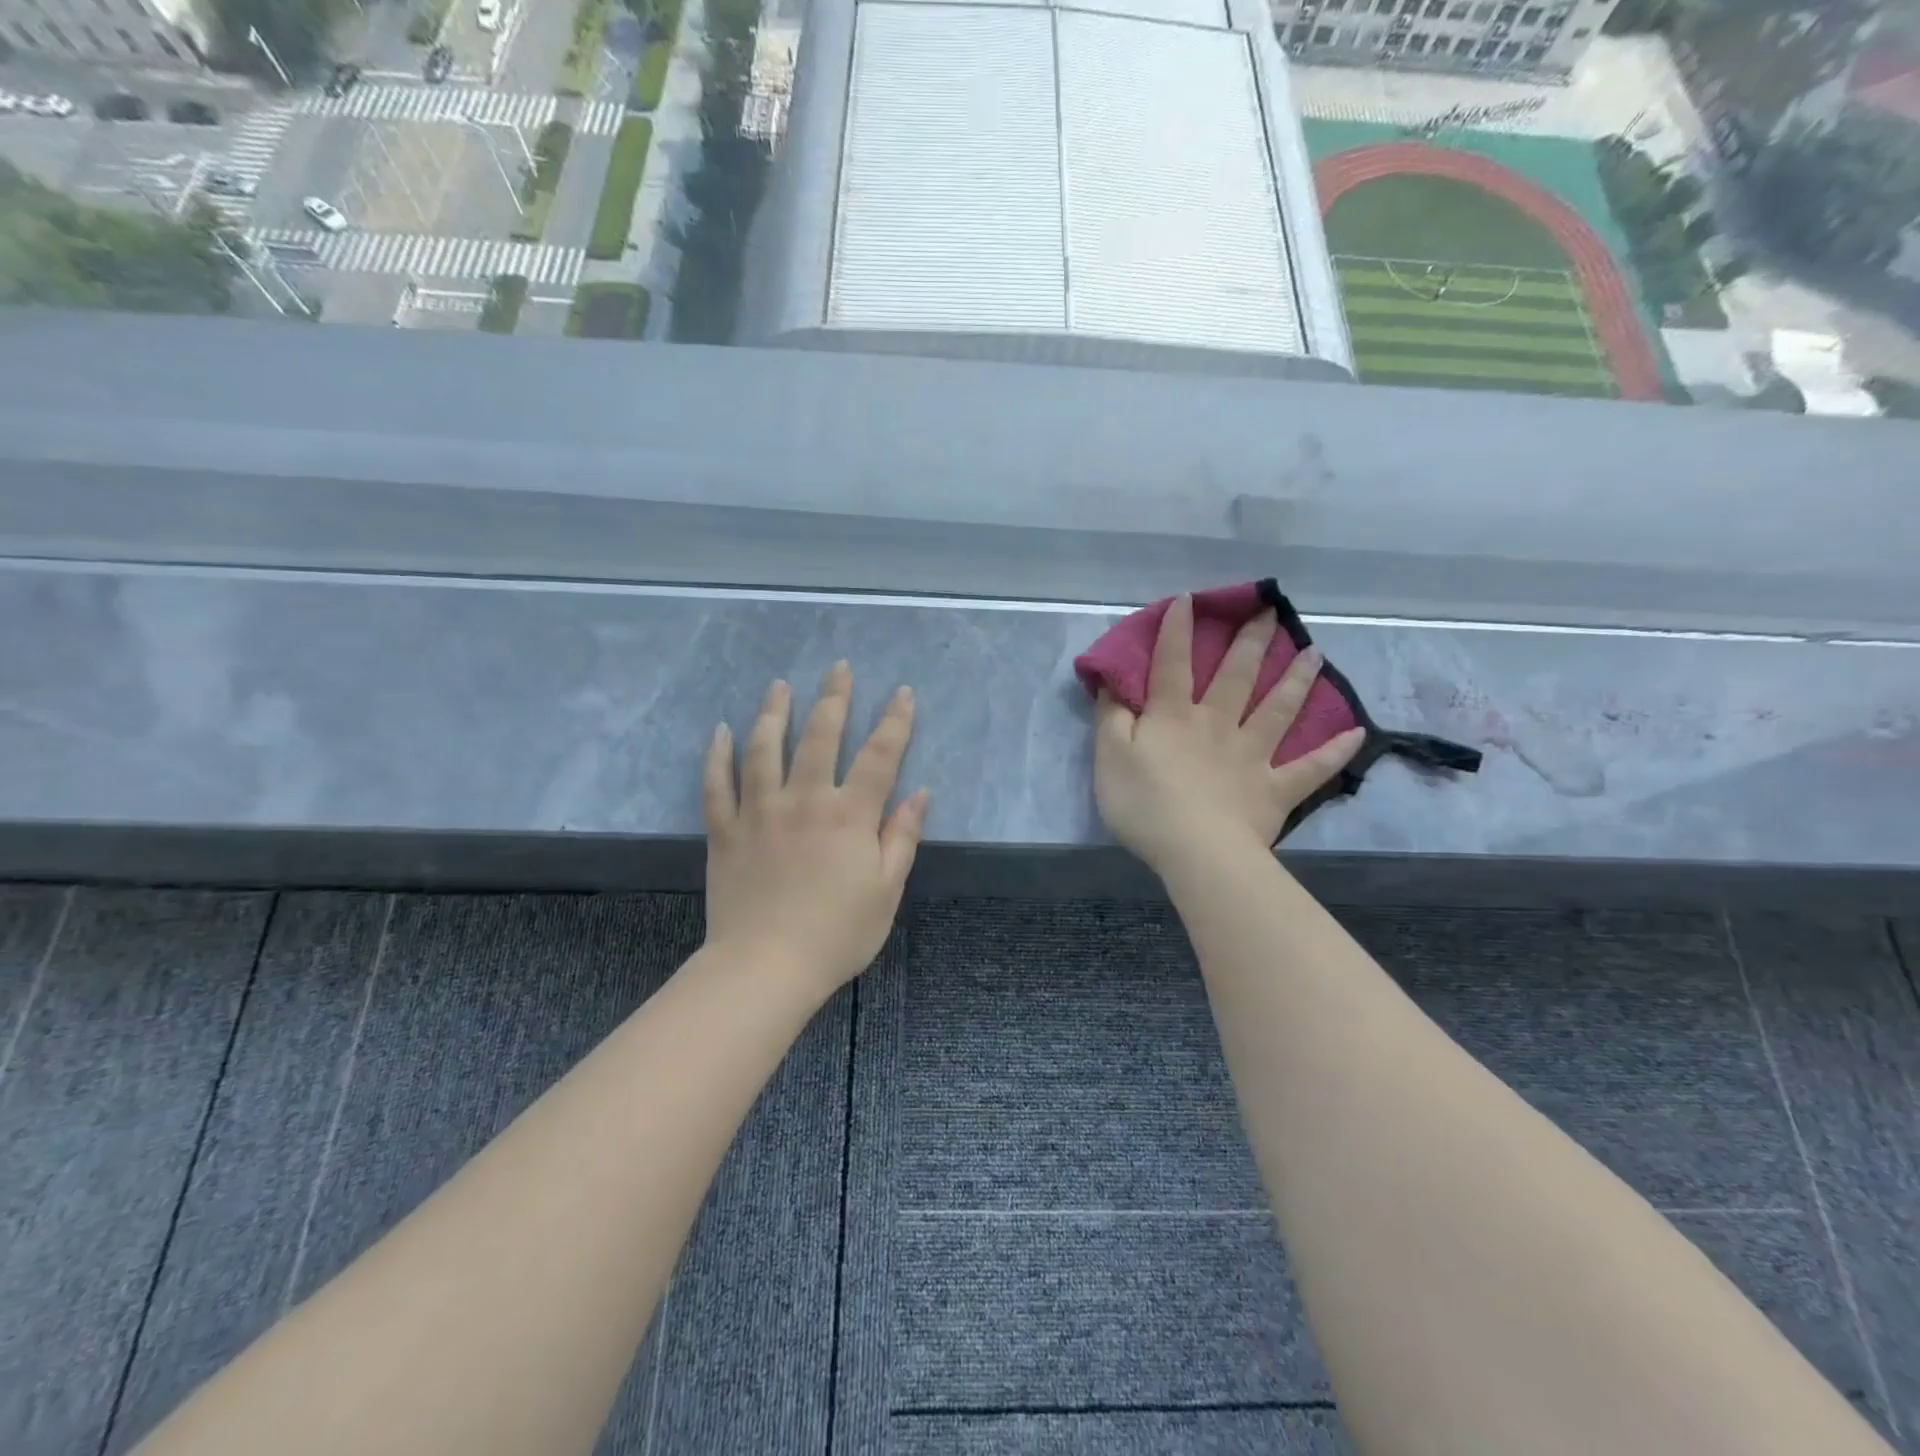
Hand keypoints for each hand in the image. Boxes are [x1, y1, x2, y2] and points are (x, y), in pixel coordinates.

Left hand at [703, 663, 928, 992]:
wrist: (766, 967)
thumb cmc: (837, 934)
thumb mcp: (886, 890)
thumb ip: (902, 837)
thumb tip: (920, 794)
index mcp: (849, 815)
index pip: (879, 756)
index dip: (895, 722)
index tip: (903, 693)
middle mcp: (804, 800)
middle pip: (820, 737)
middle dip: (833, 699)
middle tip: (838, 668)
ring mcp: (759, 812)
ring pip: (764, 748)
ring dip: (774, 712)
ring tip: (779, 685)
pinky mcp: (725, 831)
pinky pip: (717, 784)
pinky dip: (717, 755)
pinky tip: (719, 731)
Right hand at [1094, 595, 1363, 876]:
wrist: (1196, 852)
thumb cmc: (1144, 803)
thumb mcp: (1109, 756)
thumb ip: (1111, 716)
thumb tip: (1112, 681)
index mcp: (1174, 716)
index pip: (1173, 664)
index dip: (1177, 630)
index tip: (1190, 599)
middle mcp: (1218, 725)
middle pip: (1237, 676)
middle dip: (1251, 641)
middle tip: (1270, 611)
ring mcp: (1252, 756)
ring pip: (1278, 710)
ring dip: (1296, 679)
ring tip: (1314, 652)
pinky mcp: (1275, 789)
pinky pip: (1310, 768)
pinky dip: (1334, 752)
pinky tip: (1356, 733)